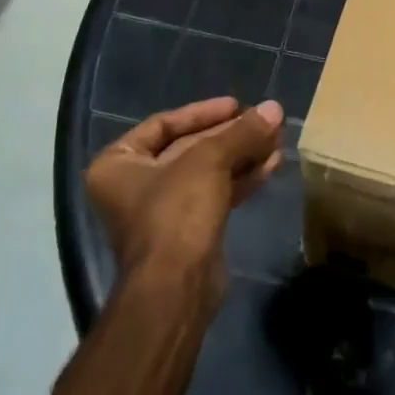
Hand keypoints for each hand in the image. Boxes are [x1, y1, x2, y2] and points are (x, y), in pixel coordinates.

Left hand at [86, 97, 283, 306]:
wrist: (175, 289)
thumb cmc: (176, 212)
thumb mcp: (209, 160)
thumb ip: (241, 132)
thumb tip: (274, 107)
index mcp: (117, 164)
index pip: (163, 124)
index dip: (203, 112)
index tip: (237, 105)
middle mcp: (134, 186)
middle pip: (189, 147)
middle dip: (230, 134)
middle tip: (265, 120)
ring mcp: (161, 211)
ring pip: (207, 171)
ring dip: (242, 154)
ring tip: (276, 138)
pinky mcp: (188, 232)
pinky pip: (216, 193)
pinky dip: (241, 178)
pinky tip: (271, 164)